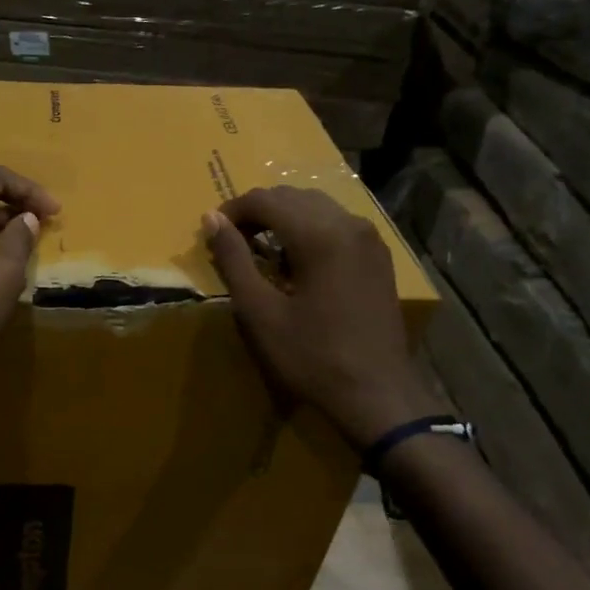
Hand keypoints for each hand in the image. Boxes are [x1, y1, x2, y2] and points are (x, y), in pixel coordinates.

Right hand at [203, 187, 444, 447]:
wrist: (376, 393)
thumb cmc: (310, 356)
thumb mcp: (259, 311)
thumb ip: (233, 259)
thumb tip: (211, 219)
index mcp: (320, 234)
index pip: (266, 199)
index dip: (233, 210)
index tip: (213, 233)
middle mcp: (349, 224)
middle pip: (292, 196)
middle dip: (257, 212)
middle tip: (233, 243)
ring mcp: (369, 239)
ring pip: (316, 206)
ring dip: (283, 219)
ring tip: (261, 251)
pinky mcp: (378, 256)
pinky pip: (336, 224)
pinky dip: (309, 230)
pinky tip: (296, 262)